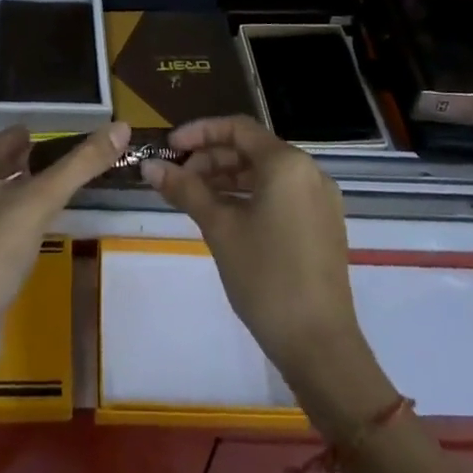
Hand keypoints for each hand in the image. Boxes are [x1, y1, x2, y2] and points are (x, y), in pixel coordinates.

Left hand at [0, 122, 129, 328]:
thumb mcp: (40, 201)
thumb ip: (80, 164)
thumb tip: (120, 128)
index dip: (20, 139)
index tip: (45, 137)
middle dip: (17, 166)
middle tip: (50, 161)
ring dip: (10, 194)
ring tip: (43, 191)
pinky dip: (2, 221)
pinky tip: (25, 228)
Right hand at [142, 116, 394, 439]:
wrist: (319, 345)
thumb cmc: (265, 277)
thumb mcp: (219, 228)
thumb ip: (185, 190)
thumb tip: (149, 167)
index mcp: (286, 162)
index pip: (237, 128)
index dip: (199, 132)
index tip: (169, 147)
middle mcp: (309, 171)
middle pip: (252, 149)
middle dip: (211, 158)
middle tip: (177, 178)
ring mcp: (320, 198)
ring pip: (266, 173)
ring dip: (228, 178)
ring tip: (194, 197)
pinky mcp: (323, 224)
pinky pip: (281, 194)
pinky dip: (250, 196)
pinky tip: (225, 216)